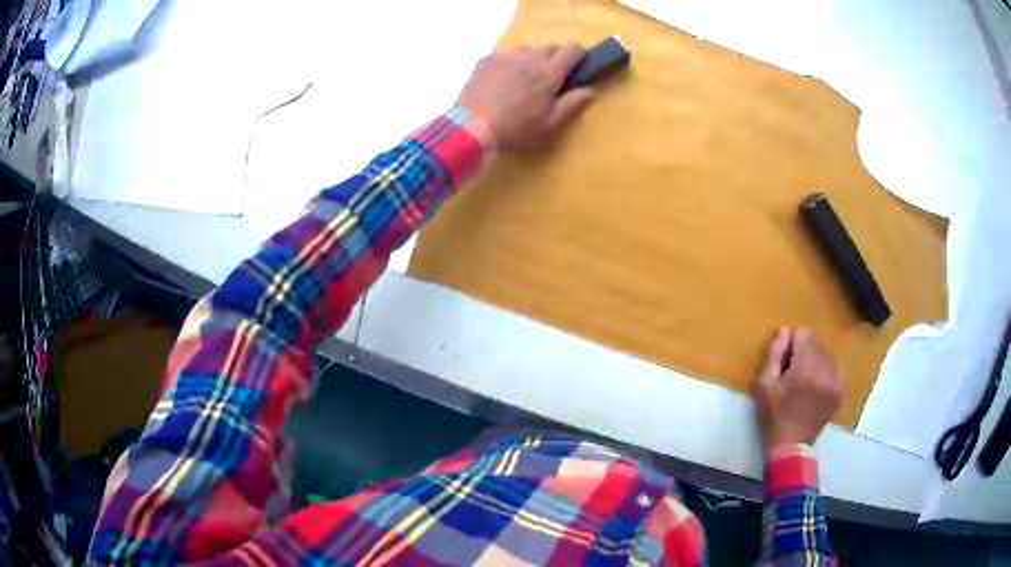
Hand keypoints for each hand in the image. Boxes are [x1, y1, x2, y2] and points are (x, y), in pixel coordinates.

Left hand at [455, 44, 596, 150]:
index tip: (576, 66)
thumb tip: (591, 90)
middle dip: (555, 58)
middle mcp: (530, 58)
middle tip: (549, 78)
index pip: (572, 49)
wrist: (471, 127)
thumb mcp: (550, 123)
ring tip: (524, 79)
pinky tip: (502, 81)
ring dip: (532, 59)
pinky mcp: (487, 59)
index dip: (578, 55)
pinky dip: (510, 63)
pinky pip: (506, 54)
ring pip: (527, 49)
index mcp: (549, 73)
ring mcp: (507, 56)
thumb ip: (572, 103)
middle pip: (550, 47)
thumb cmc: (516, 128)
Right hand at [753, 328, 844, 448]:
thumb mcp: (764, 385)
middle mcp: (825, 371)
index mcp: (805, 369)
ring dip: (816, 360)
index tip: (786, 360)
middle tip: (794, 372)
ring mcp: (836, 381)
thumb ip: (774, 354)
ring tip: (806, 380)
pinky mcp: (841, 390)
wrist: (791, 445)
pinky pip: (837, 367)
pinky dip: (827, 370)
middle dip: (805, 352)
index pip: (805, 334)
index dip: (793, 343)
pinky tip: (818, 384)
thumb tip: (785, 331)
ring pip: (827, 354)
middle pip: (817, 343)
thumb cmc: (774, 416)